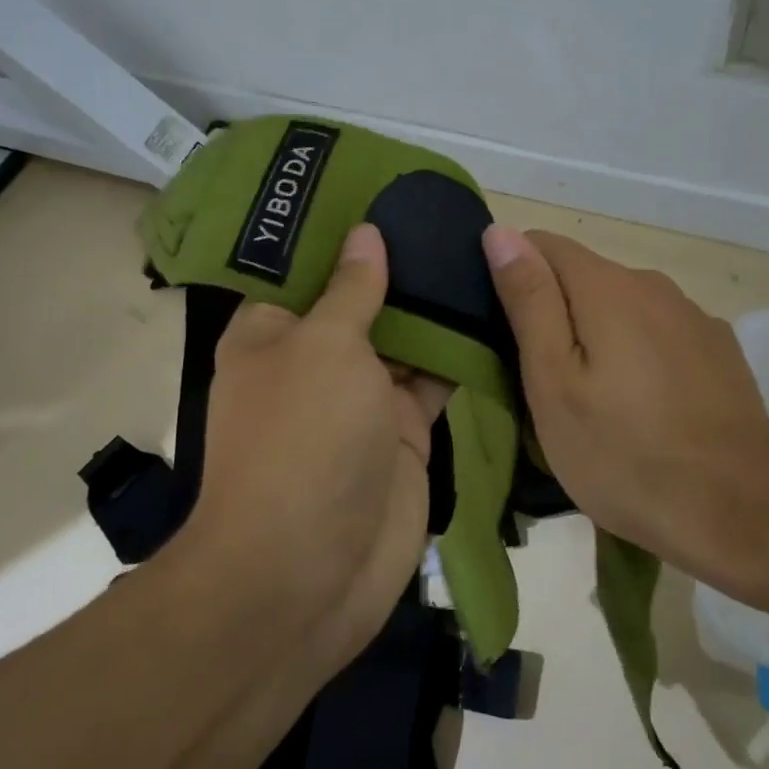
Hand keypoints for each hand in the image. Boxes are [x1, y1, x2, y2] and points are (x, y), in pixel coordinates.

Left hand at [187, 224, 448, 672]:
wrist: (307, 574)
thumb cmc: (302, 439)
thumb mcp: (323, 347)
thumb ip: (352, 289)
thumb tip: (364, 234)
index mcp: (274, 332)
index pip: (306, 268)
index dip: (343, 231)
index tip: (387, 193)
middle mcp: (315, 360)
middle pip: (362, 301)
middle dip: (400, 265)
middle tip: (451, 216)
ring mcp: (362, 400)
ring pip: (404, 340)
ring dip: (435, 307)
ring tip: (479, 251)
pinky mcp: (402, 435)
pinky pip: (434, 382)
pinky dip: (459, 354)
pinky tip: (494, 312)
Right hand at [482, 224, 768, 590]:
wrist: (739, 511)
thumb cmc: (624, 452)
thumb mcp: (554, 381)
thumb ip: (529, 300)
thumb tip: (501, 232)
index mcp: (606, 286)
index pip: (541, 245)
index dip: (514, 277)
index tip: (506, 333)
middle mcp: (652, 284)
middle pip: (583, 277)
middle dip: (555, 314)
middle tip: (544, 383)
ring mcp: (692, 316)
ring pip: (622, 308)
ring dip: (598, 336)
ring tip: (594, 401)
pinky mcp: (718, 349)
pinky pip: (659, 334)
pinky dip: (639, 354)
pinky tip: (645, 407)